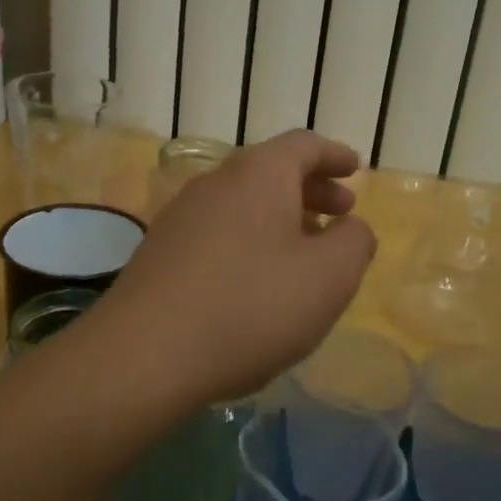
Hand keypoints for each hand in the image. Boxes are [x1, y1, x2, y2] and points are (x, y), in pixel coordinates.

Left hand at [94, 131, 376, 404]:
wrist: (145, 354)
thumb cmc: (251, 307)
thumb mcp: (328, 278)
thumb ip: (354, 243)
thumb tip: (350, 227)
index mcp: (258, 174)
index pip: (303, 145)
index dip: (334, 156)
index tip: (354, 169)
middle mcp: (215, 183)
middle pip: (270, 172)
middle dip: (311, 190)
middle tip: (340, 213)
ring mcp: (181, 216)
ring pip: (243, 203)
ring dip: (280, 218)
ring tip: (304, 250)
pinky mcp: (160, 252)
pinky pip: (218, 231)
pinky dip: (249, 241)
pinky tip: (257, 280)